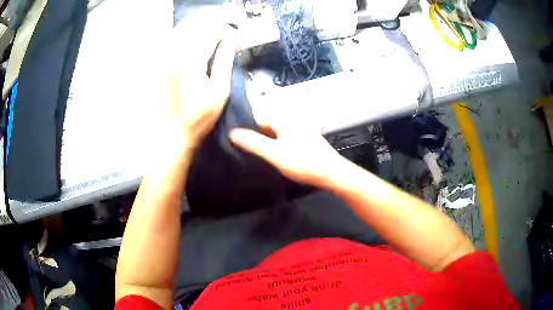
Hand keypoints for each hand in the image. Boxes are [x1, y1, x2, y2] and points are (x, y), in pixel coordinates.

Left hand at [167, 21, 236, 149]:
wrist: (171, 133)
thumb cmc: (199, 116)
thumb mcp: (219, 90)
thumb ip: (225, 61)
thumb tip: (231, 41)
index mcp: (191, 60)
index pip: (212, 32)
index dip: (227, 31)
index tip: (235, 39)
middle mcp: (174, 54)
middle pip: (196, 26)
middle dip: (213, 27)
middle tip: (224, 36)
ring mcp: (163, 58)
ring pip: (182, 30)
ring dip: (199, 30)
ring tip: (210, 38)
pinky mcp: (158, 64)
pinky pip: (171, 40)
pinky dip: (185, 37)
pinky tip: (193, 45)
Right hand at [230, 117, 346, 187]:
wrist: (333, 174)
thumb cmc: (304, 163)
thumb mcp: (275, 154)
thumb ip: (254, 143)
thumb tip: (233, 133)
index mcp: (284, 120)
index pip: (258, 118)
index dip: (247, 129)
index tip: (237, 142)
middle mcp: (292, 121)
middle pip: (267, 126)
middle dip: (256, 136)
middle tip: (246, 151)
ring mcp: (300, 131)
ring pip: (276, 134)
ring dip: (267, 143)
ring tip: (258, 156)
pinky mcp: (306, 141)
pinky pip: (285, 140)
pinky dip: (278, 147)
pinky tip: (275, 158)